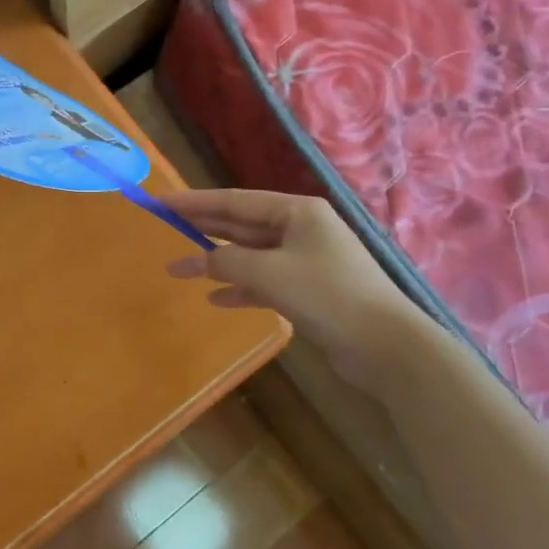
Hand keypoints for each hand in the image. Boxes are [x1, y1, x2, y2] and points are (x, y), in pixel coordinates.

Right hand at [161, 187, 423, 388]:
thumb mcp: (269, 272)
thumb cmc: (328, 296)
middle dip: (203, 230)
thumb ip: (226, 260)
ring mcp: (307, 260)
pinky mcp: (310, 291)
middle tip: (164, 229)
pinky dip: (241, 288)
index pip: (233, 200)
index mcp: (296, 211)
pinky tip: (216, 299)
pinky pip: (265, 282)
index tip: (160, 202)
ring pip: (251, 254)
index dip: (194, 202)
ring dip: (217, 263)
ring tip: (180, 271)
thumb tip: (199, 259)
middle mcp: (302, 229)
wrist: (388, 347)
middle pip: (241, 225)